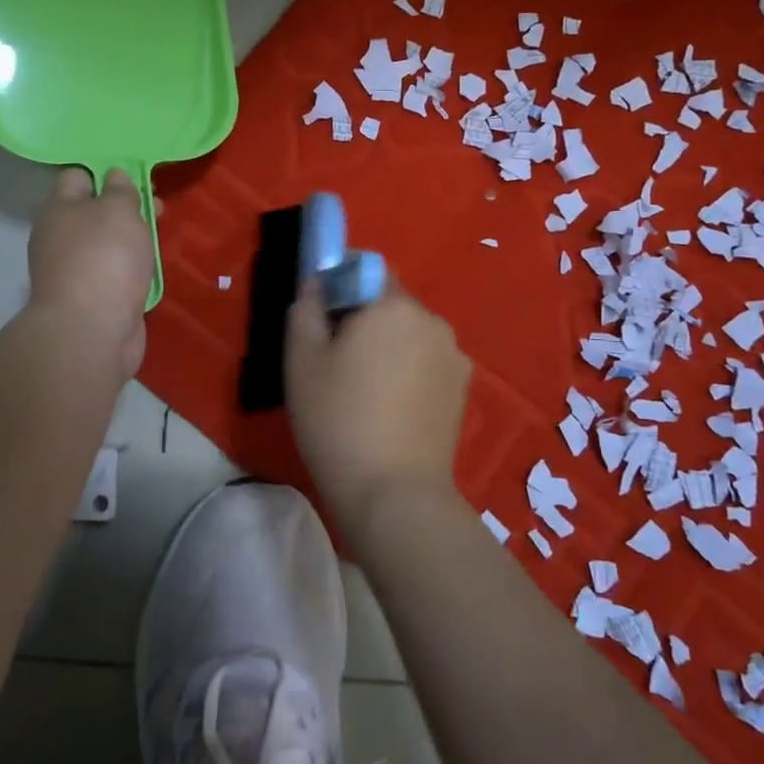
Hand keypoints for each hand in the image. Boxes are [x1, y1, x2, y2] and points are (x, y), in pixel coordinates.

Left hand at [28, 168, 152, 376]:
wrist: (91, 331)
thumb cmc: (104, 258)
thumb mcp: (118, 210)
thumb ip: (121, 190)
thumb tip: (114, 177)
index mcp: (59, 210)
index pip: (76, 177)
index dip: (105, 172)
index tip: (135, 176)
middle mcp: (60, 238)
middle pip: (94, 212)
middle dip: (127, 208)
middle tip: (158, 208)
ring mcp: (74, 272)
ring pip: (106, 244)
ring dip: (132, 240)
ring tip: (160, 238)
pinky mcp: (92, 299)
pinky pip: (114, 273)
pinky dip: (131, 269)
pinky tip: (150, 269)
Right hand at [284, 280, 471, 537]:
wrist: (394, 493)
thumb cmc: (338, 419)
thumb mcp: (301, 361)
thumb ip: (305, 308)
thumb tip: (315, 283)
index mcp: (393, 305)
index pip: (368, 269)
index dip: (342, 284)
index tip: (324, 316)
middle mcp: (431, 320)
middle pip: (391, 302)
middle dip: (366, 318)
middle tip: (338, 360)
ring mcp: (454, 355)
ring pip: (411, 334)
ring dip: (391, 345)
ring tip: (367, 391)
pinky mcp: (463, 389)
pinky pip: (429, 362)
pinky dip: (411, 371)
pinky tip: (393, 408)